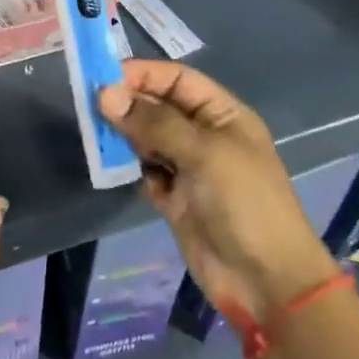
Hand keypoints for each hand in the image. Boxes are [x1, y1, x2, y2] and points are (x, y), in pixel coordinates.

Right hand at [99, 60, 336, 321]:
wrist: (266, 283)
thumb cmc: (244, 203)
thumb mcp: (204, 153)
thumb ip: (154, 122)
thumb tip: (106, 94)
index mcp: (222, 114)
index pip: (177, 79)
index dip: (144, 74)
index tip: (104, 77)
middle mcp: (204, 135)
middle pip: (158, 107)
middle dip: (128, 104)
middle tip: (91, 106)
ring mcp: (189, 168)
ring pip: (147, 138)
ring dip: (125, 136)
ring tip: (99, 136)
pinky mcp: (174, 198)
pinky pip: (145, 171)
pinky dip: (131, 168)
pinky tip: (117, 169)